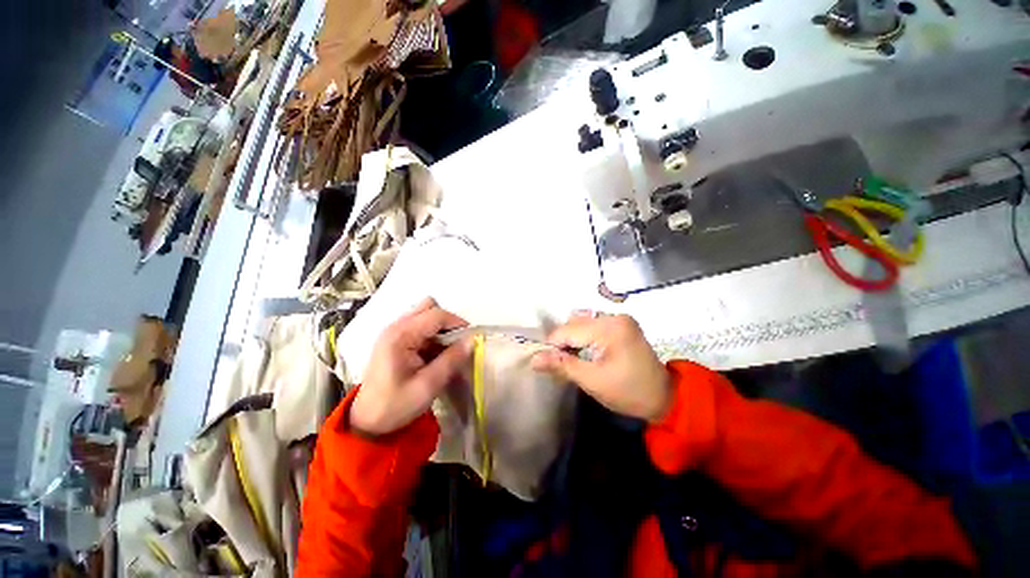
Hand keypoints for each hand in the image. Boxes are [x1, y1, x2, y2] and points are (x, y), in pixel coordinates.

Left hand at [350, 298, 469, 435]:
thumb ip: (451, 360)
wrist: (367, 421)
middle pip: (429, 307)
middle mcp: (395, 327)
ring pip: (425, 314)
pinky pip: (420, 325)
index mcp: (400, 336)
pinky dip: (432, 334)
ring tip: (446, 349)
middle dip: (448, 322)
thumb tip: (472, 340)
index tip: (471, 338)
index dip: (457, 322)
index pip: (436, 315)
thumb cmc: (396, 405)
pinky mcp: (395, 338)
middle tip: (457, 342)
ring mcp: (394, 331)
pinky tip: (434, 354)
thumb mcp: (428, 386)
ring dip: (440, 328)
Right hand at [531, 312, 670, 421]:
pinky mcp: (621, 324)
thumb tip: (533, 359)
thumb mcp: (592, 381)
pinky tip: (584, 351)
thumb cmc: (628, 392)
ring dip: (572, 338)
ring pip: (582, 322)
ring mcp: (619, 318)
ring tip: (573, 357)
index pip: (568, 330)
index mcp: (609, 328)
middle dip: (563, 342)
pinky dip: (583, 336)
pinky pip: (593, 325)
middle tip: (560, 363)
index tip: (545, 362)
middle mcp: (614, 316)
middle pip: (574, 323)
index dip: (552, 346)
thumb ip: (562, 365)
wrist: (664, 398)